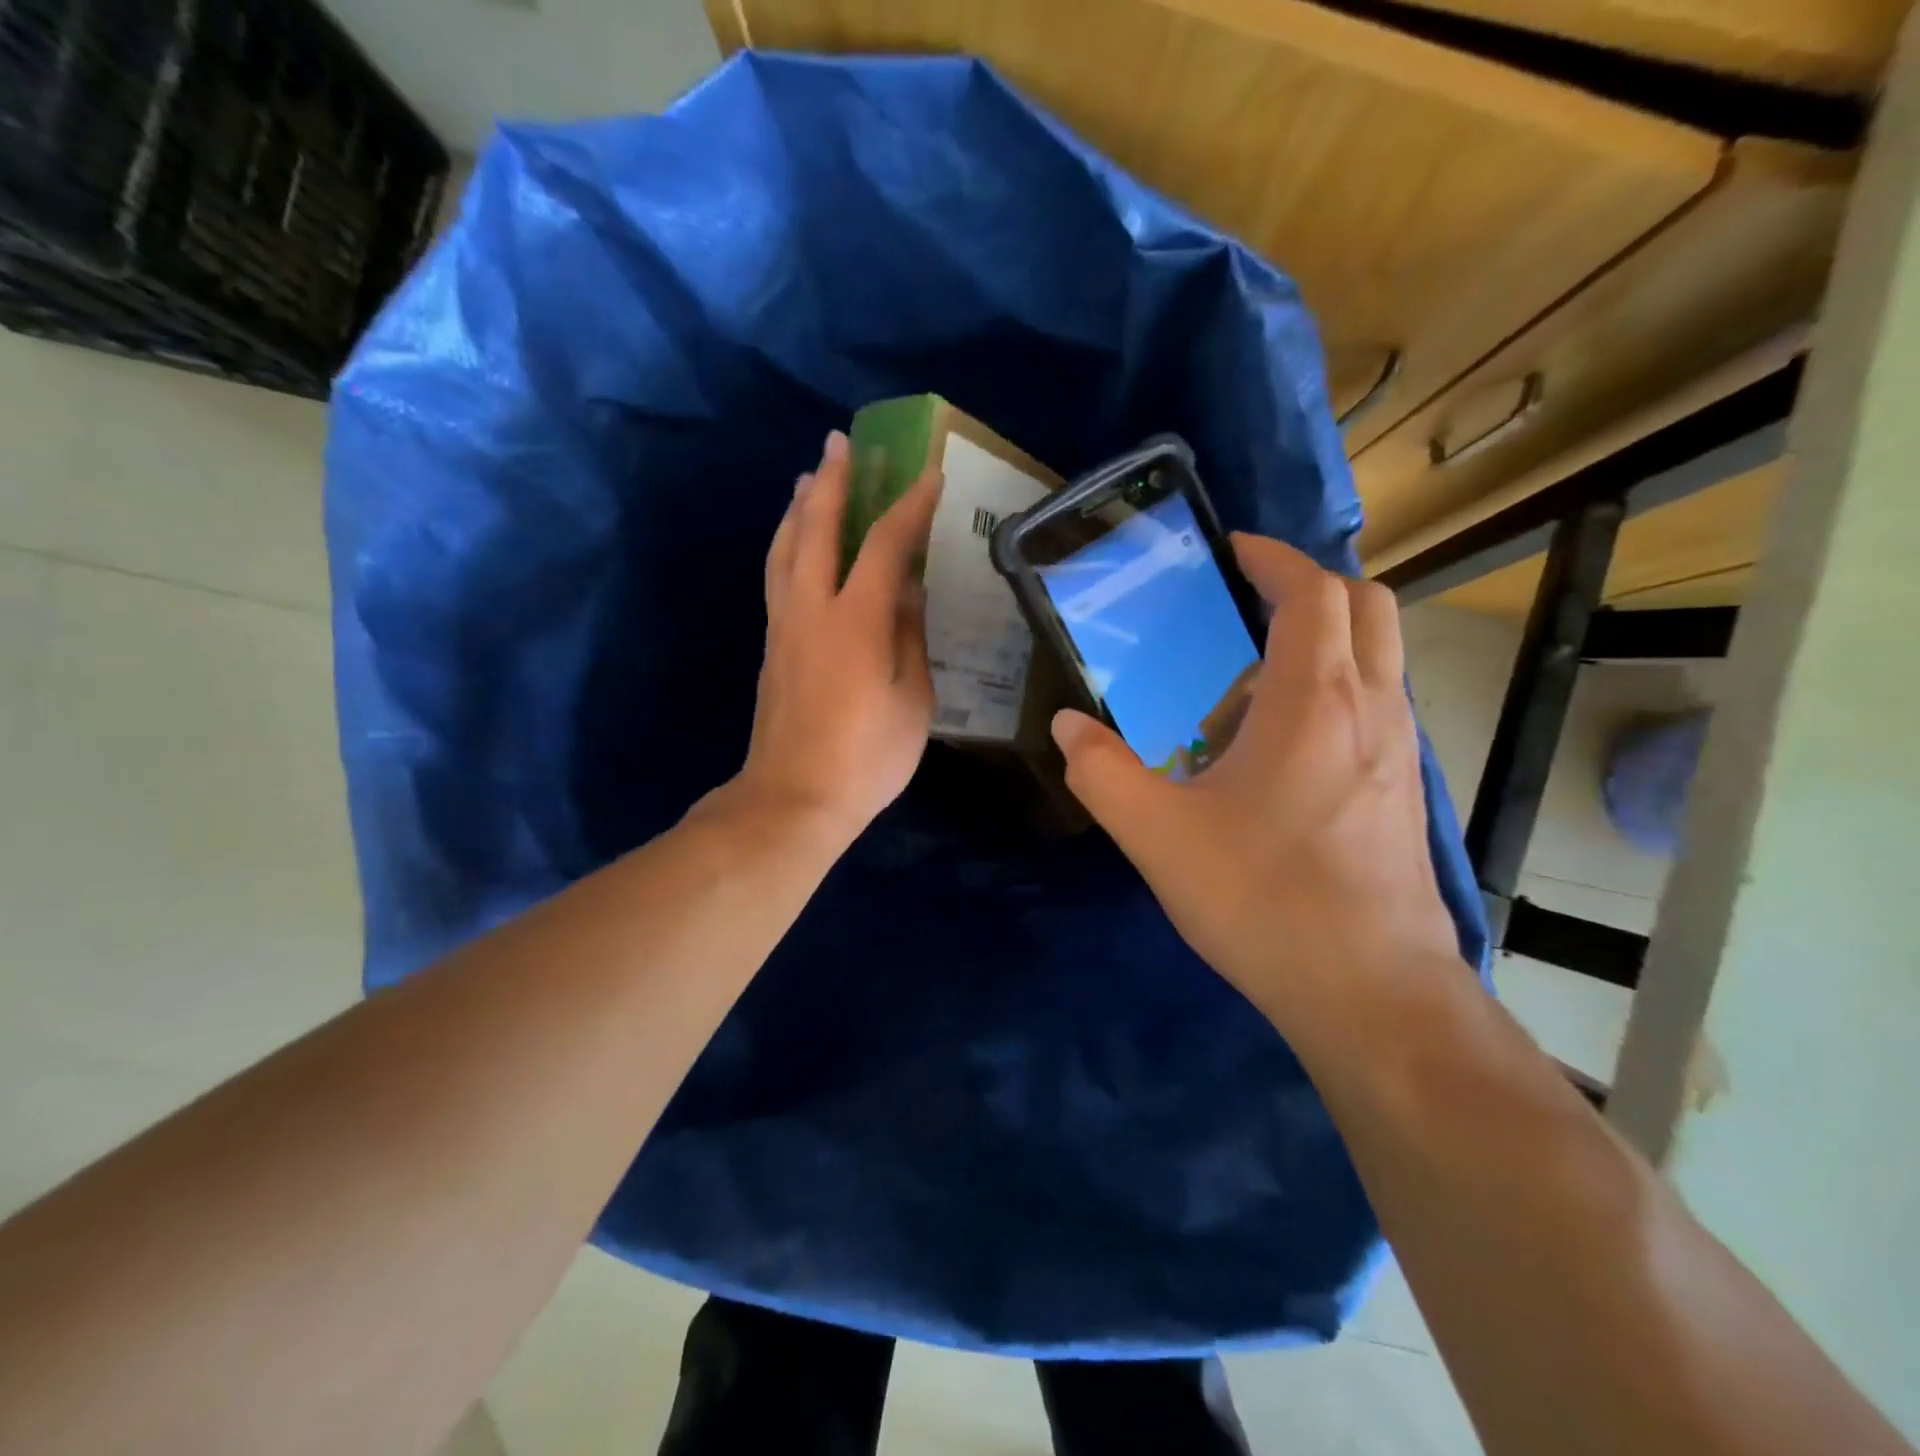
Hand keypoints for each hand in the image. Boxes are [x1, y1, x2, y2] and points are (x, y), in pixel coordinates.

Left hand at [731, 430, 942, 845]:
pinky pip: (777, 576)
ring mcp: (785, 626)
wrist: (794, 798)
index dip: (908, 506)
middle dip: (832, 481)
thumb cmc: (867, 757)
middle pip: (817, 529)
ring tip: (810, 479)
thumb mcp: (913, 699)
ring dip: (799, 507)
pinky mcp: (772, 647)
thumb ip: (909, 635)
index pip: (884, 545)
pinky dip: (787, 544)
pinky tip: (794, 543)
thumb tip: (906, 587)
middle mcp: (812, 609)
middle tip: (841, 443)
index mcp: (856, 620)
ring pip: (785, 549)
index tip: (928, 475)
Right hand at [1051, 533, 1462, 1027]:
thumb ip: (1102, 772)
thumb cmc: (1263, 899)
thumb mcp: (1157, 835)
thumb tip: (1067, 728)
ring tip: (1247, 689)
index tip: (1230, 551)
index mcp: (1313, 700)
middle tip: (1245, 608)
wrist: (1370, 991)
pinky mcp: (1404, 791)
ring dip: (1321, 645)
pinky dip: (1333, 693)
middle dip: (1309, 587)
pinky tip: (1278, 753)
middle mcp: (1372, 708)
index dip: (1272, 558)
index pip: (1311, 592)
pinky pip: (1375, 708)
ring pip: (1378, 658)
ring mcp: (1400, 751)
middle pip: (1367, 606)